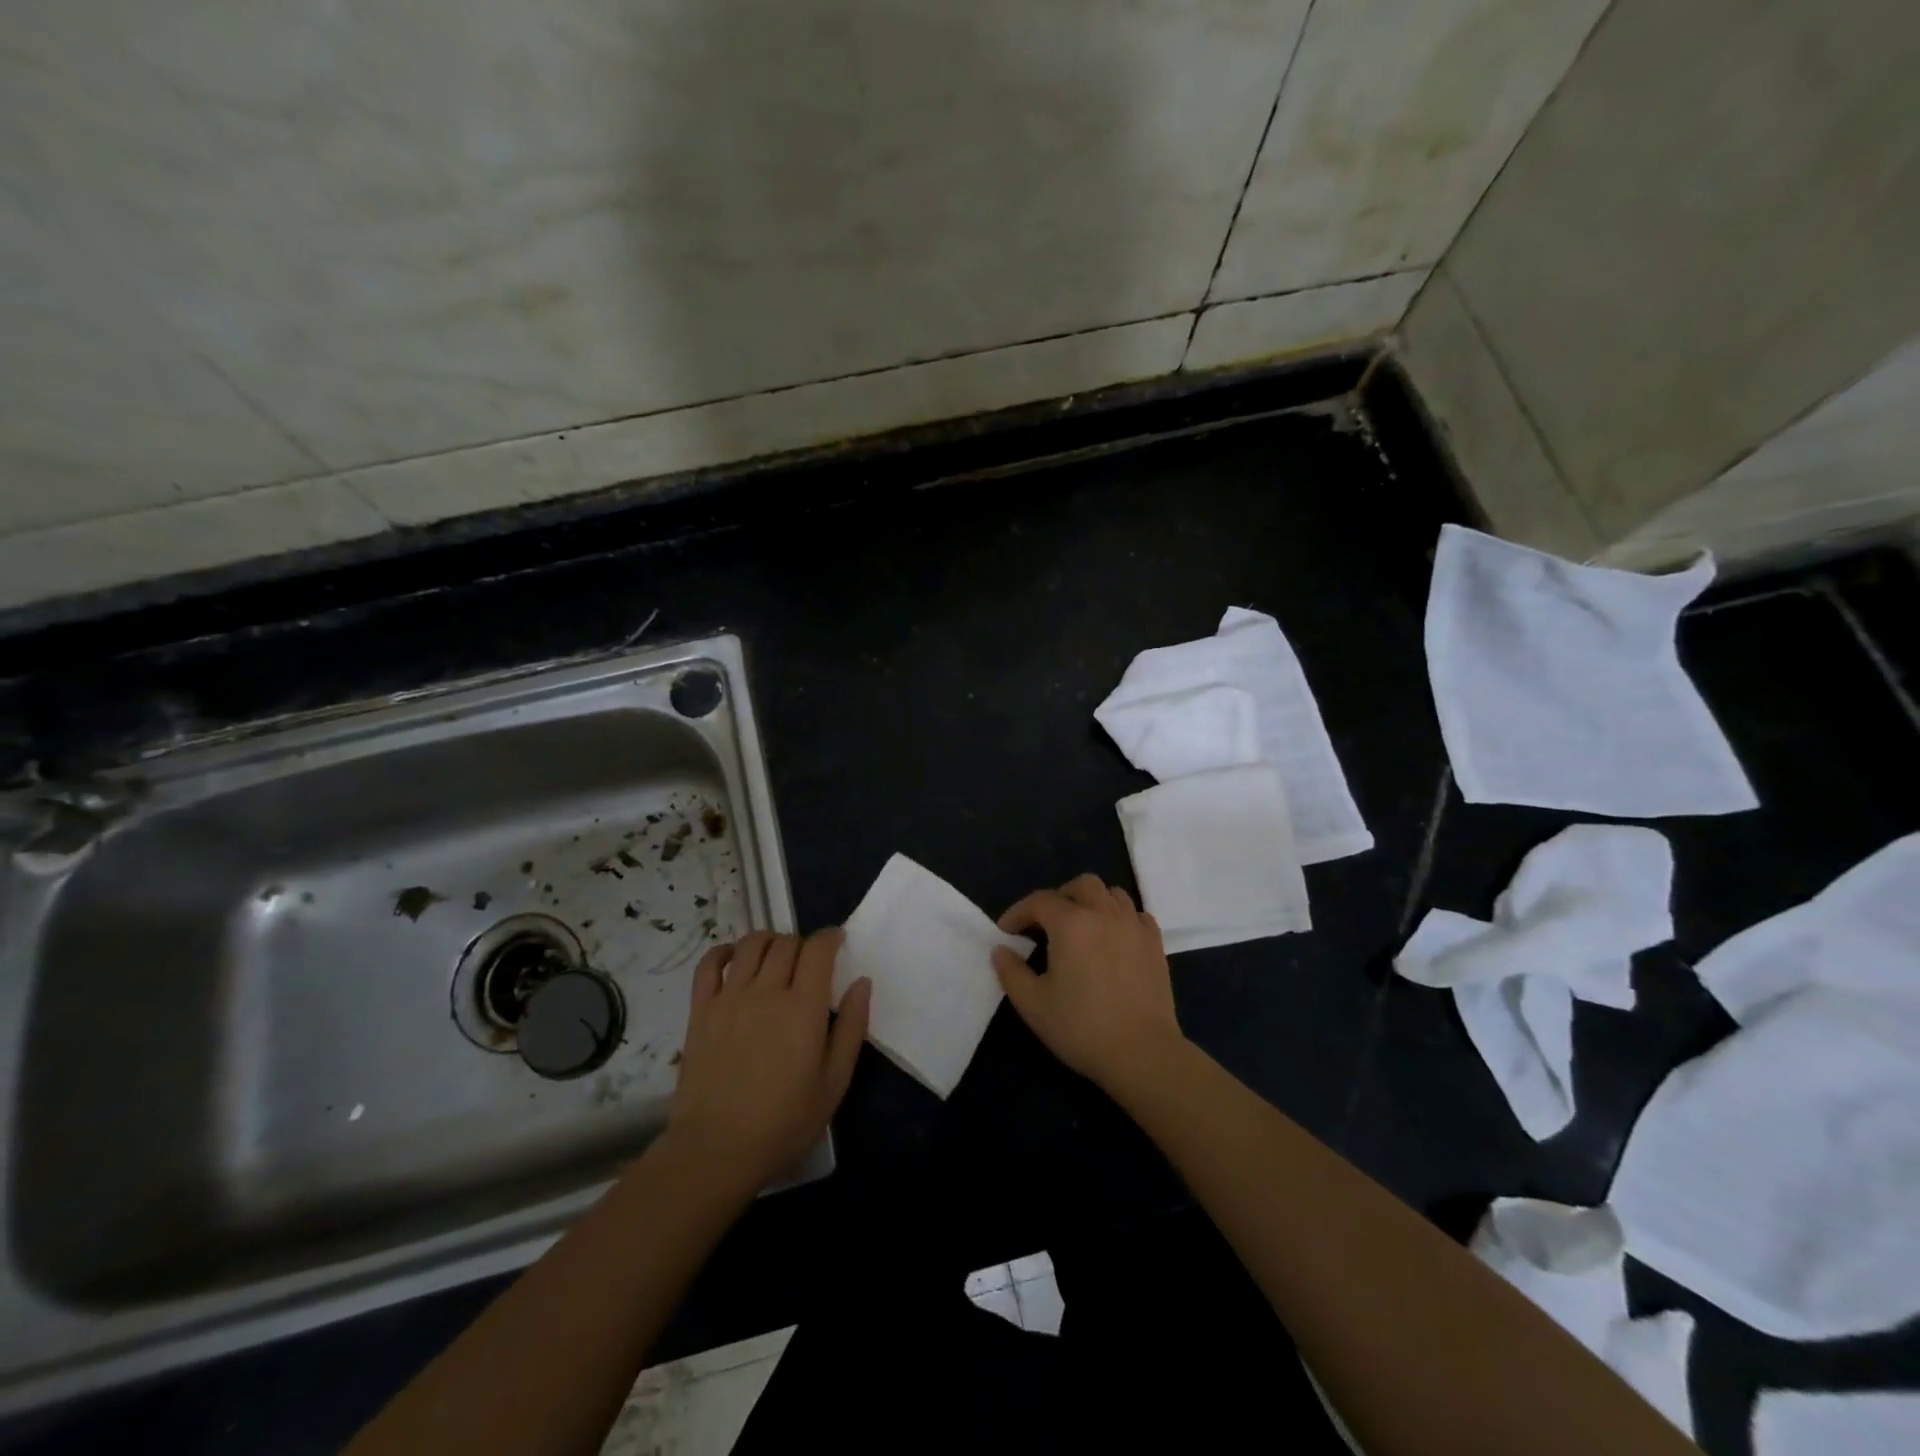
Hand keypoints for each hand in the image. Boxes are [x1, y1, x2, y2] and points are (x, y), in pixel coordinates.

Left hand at [667, 929, 870, 1194]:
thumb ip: (852, 1027)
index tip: (837, 941)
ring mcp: (729, 997)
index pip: (818, 949)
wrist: (716, 1150)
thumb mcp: (835, 1082)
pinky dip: (724, 952)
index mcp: (803, 1007)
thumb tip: (861, 982)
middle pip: (786, 943)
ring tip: (776, 955)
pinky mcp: (700, 1010)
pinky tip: (734, 960)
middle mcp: (766, 991)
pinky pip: (709, 964)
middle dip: (803, 943)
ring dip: (769, 940)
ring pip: (750, 945)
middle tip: (809, 961)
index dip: (831, 937)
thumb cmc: (784, 1122)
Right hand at [992, 874, 1186, 1097]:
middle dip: (1059, 897)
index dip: (1018, 912)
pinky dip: (1120, 918)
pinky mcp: (1155, 944)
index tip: (1006, 932)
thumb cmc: (1082, 1027)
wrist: (1142, 1053)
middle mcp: (1104, 913)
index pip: (1039, 901)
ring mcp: (1134, 926)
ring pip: (1112, 894)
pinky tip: (1113, 939)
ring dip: (1092, 902)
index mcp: (1071, 923)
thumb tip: (1000, 950)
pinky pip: (1136, 914)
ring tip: (1082, 928)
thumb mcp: (1033, 1004)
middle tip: (1047, 924)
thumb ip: (1011, 972)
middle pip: (1081, 885)